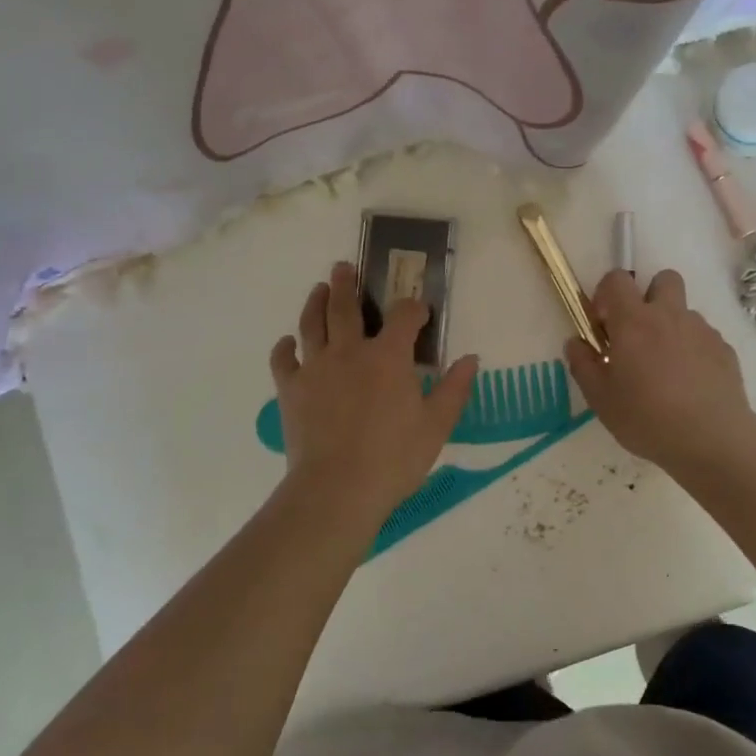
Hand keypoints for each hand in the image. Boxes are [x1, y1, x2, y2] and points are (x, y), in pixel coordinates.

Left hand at [269, 262, 477, 520]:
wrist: (337, 489)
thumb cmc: (394, 458)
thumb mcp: (437, 425)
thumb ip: (454, 388)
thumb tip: (471, 359)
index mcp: (389, 356)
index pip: (403, 315)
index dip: (413, 307)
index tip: (419, 311)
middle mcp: (350, 350)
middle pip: (346, 307)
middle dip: (347, 283)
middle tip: (344, 267)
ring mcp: (316, 367)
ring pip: (312, 323)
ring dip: (316, 302)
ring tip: (320, 289)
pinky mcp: (291, 388)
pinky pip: (284, 359)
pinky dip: (286, 347)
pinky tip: (290, 343)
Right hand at [564, 269, 755, 471]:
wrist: (711, 440)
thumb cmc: (646, 418)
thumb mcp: (600, 398)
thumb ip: (582, 364)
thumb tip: (576, 342)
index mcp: (634, 321)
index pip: (617, 278)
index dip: (607, 293)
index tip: (604, 324)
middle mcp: (670, 315)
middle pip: (663, 278)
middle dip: (649, 295)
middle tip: (639, 333)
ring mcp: (702, 330)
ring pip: (684, 312)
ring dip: (672, 328)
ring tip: (666, 368)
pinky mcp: (725, 350)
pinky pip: (704, 338)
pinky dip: (694, 351)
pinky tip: (690, 385)